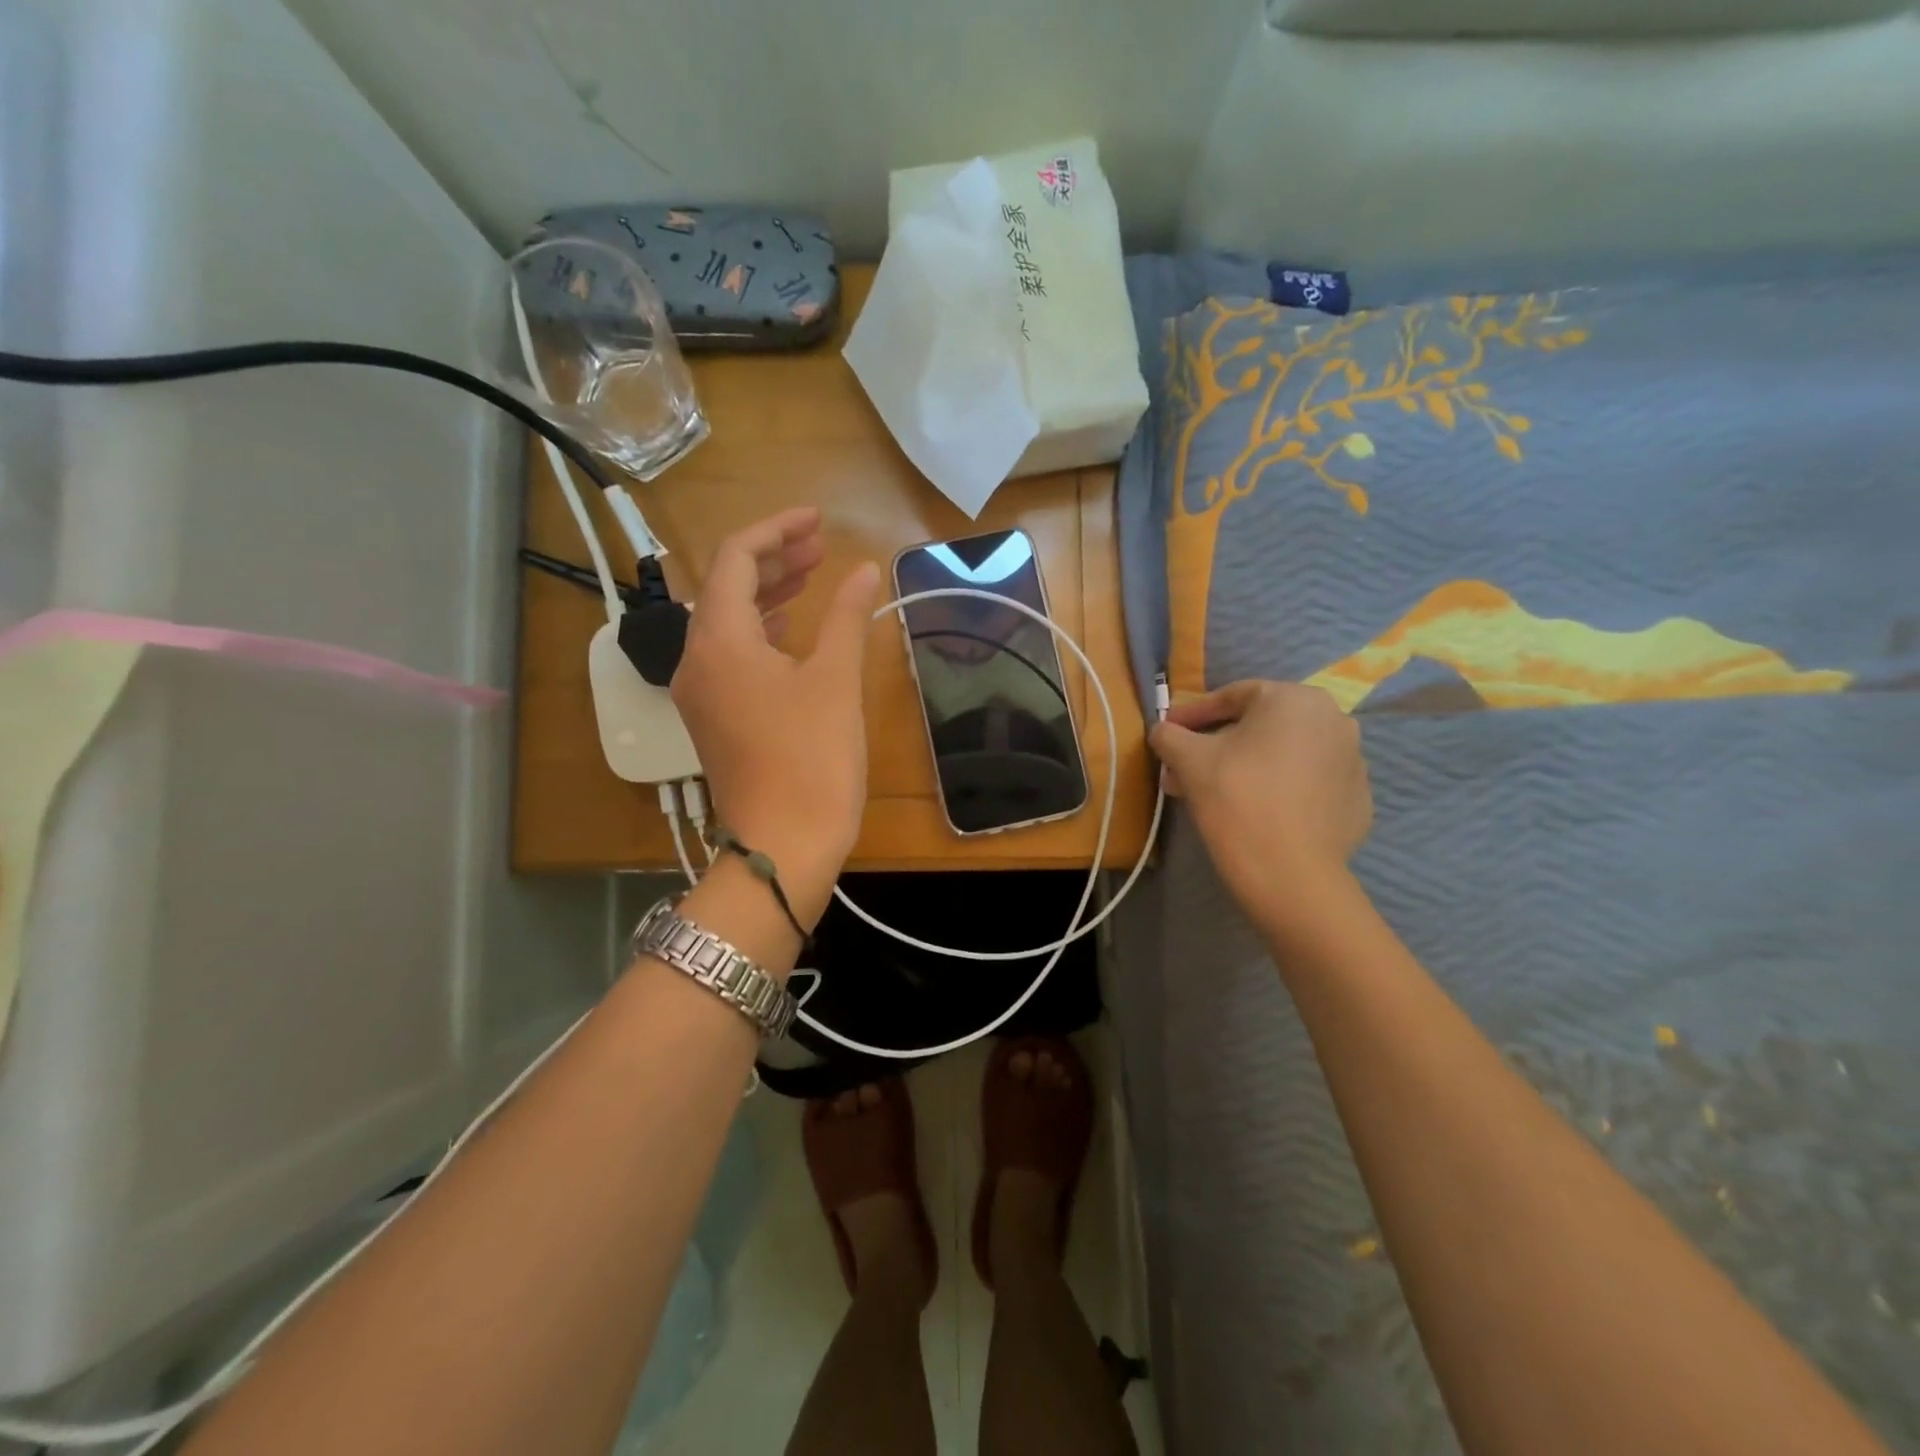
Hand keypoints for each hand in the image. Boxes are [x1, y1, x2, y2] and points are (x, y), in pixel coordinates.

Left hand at [670, 508, 879, 925]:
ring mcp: (702, 691)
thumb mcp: (835, 680)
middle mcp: (697, 658)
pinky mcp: (715, 717)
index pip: (735, 558)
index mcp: (719, 640)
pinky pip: (731, 653)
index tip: (818, 521)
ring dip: (767, 593)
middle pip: (727, 586)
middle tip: (821, 545)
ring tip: (812, 575)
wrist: (783, 845)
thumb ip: (845, 616)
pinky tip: (791, 629)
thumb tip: (863, 569)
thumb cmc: (811, 759)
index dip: (776, 529)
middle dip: (774, 559)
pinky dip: (762, 630)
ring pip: (728, 621)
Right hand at [1149, 681, 1371, 932]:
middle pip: (1261, 726)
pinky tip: (1255, 811)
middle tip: (1186, 766)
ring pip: (1285, 754)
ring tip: (1216, 792)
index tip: (1169, 731)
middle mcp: (1333, 719)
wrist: (1289, 872)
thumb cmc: (1236, 798)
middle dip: (1219, 744)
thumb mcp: (1187, 759)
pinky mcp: (1358, 799)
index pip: (1233, 697)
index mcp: (1294, 698)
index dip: (1193, 714)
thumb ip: (1169, 734)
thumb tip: (1163, 730)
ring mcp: (1353, 760)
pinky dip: (1280, 789)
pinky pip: (1307, 783)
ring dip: (1248, 765)